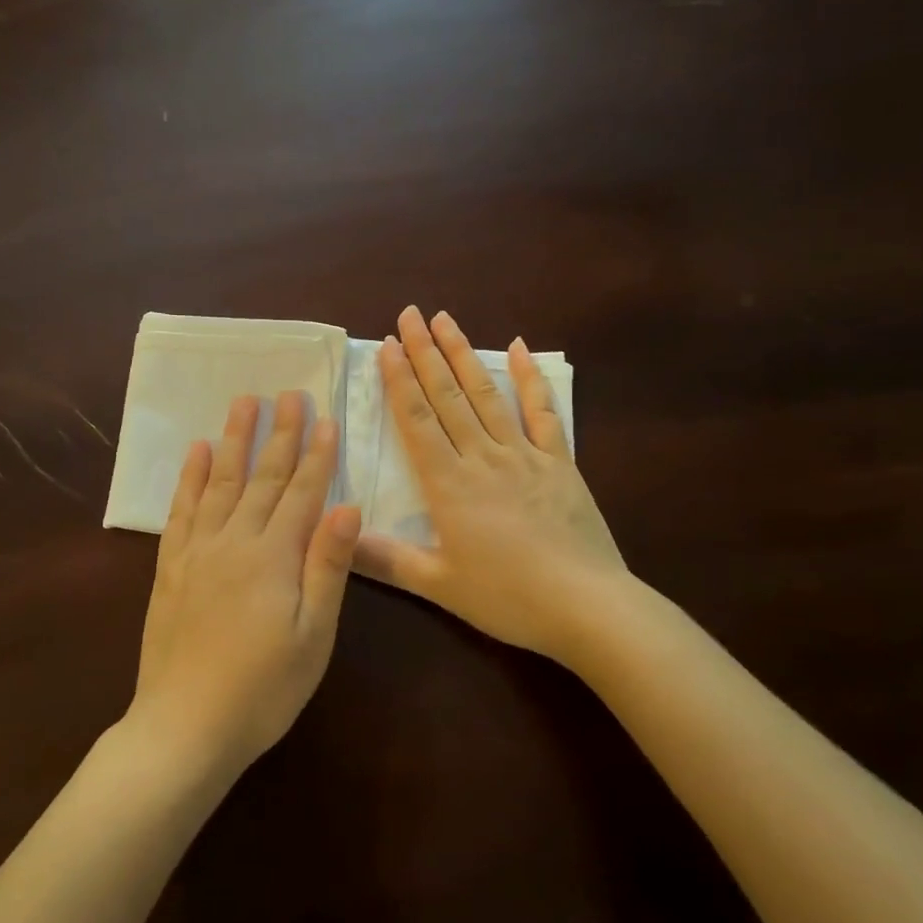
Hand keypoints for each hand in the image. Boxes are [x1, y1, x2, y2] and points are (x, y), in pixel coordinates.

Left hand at [127, 391, 362, 781]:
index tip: (325, 417)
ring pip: (219, 481)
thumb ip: (328, 566)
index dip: (317, 454)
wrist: (185, 727)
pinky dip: (189, 477)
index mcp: (274, 556)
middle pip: (262, 477)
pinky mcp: (171, 566)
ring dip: (233, 440)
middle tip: (288, 393)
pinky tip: (195, 451)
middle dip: (279, 433)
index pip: (302, 492)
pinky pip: (181, 509)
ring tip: (243, 402)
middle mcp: (234, 540)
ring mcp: (197, 550)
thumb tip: (347, 505)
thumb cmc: (263, 688)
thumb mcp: (313, 635)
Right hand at [354, 305, 625, 665]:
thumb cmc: (508, 598)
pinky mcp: (559, 462)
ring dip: (464, 354)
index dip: (400, 380)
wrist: (588, 607)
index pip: (417, 420)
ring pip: (487, 394)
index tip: (387, 345)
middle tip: (409, 314)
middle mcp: (483, 457)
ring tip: (446, 319)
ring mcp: (525, 455)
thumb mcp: (438, 585)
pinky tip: (520, 348)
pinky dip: (530, 379)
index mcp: (449, 484)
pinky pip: (543, 413)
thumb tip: (334, 536)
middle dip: (425, 353)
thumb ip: (384, 560)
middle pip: (448, 396)